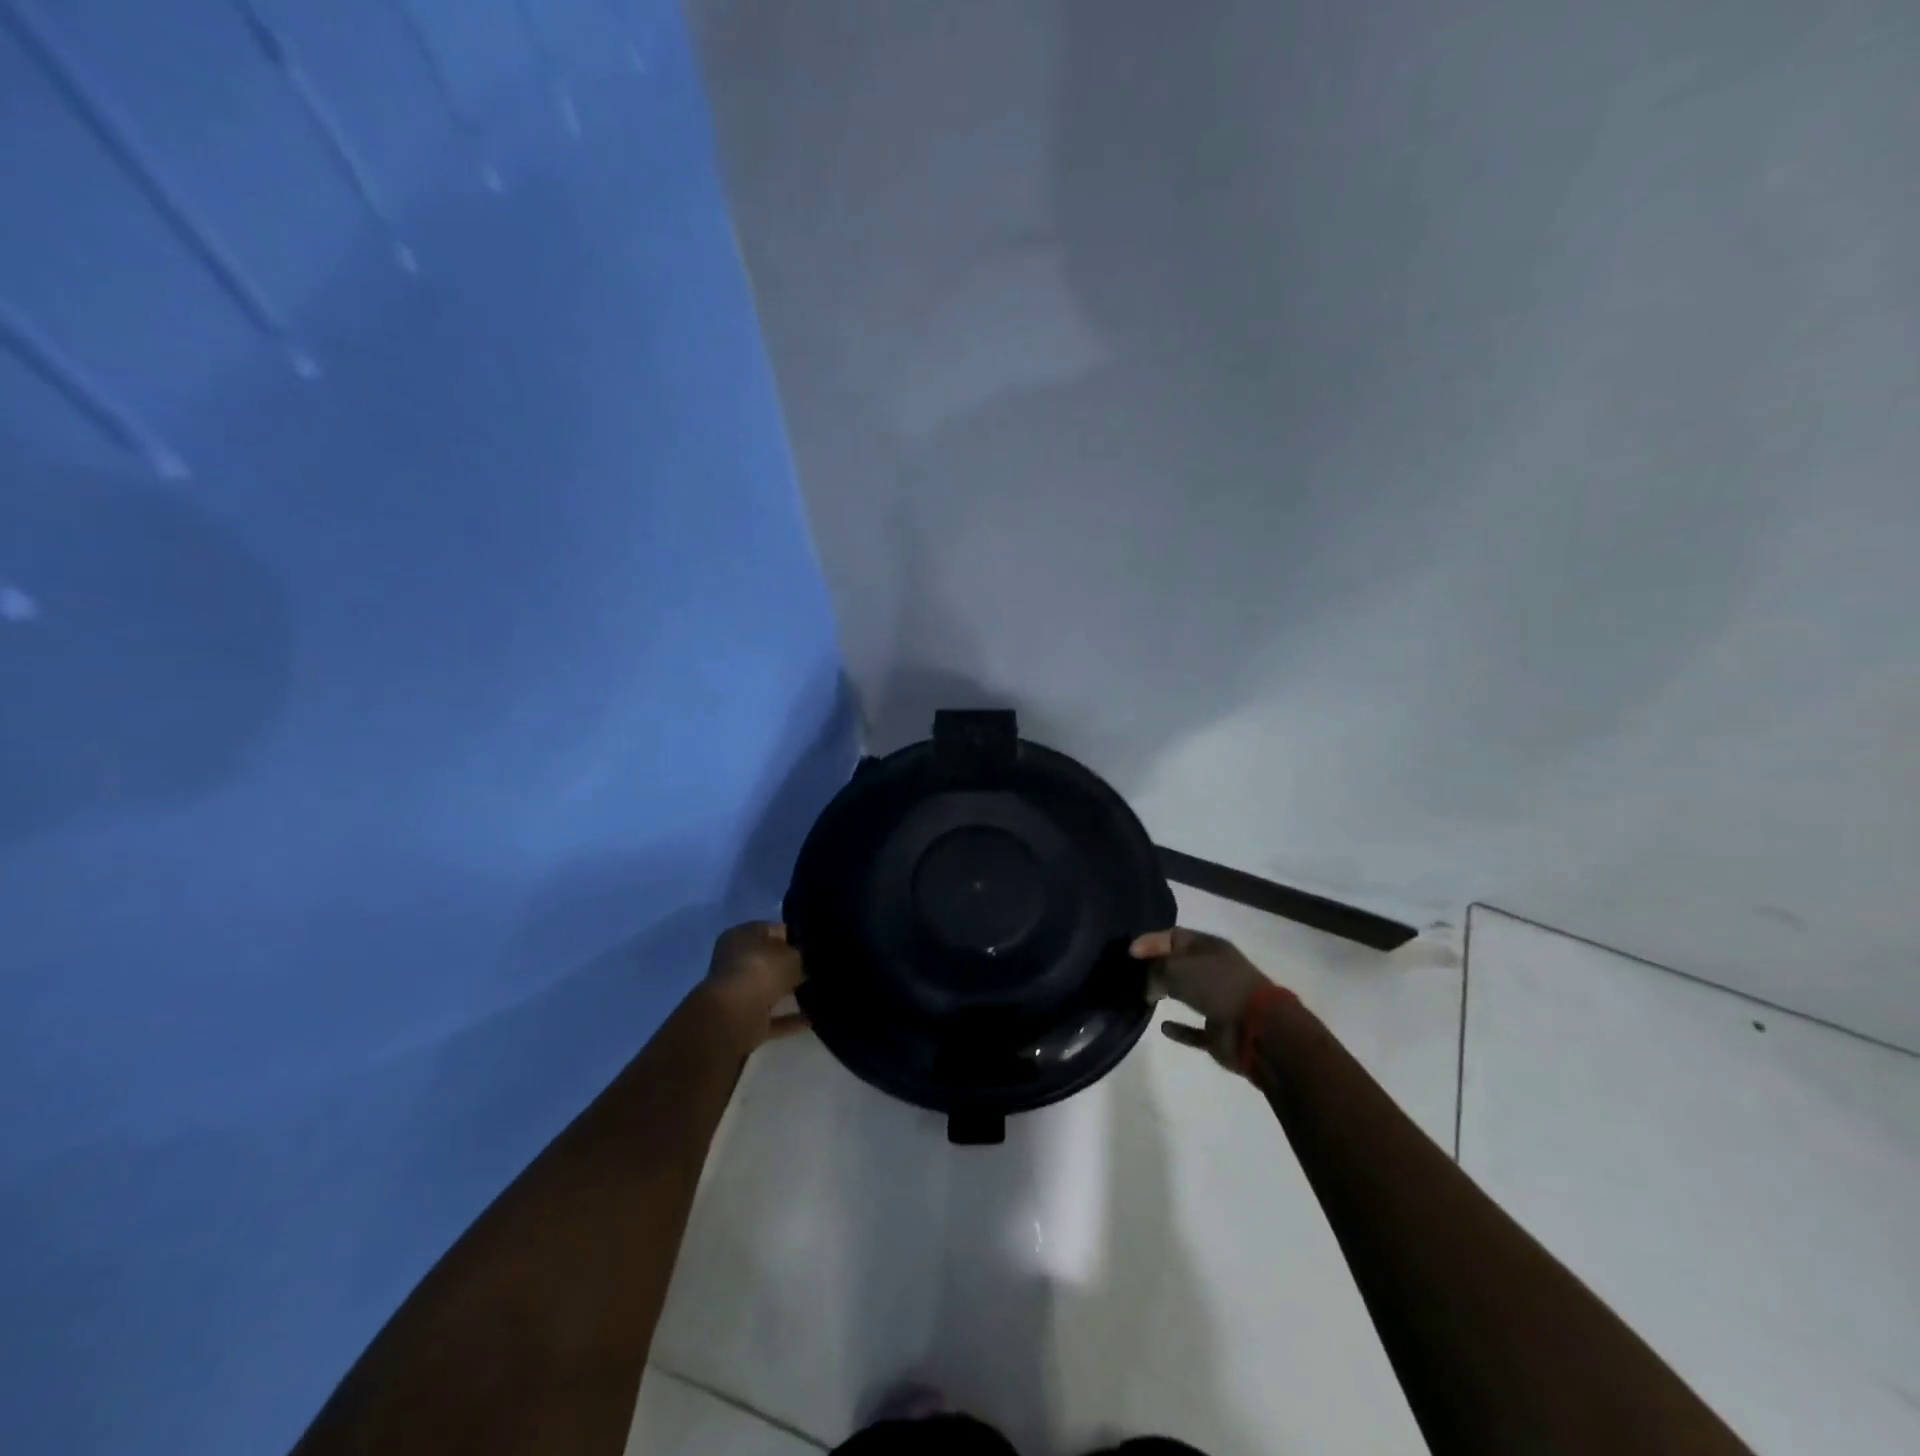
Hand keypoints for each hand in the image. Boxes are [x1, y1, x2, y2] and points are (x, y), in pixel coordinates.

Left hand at [698, 921, 808, 1053]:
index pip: (771, 930)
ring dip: (788, 993)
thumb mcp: (792, 956)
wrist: (735, 1016)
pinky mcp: (743, 1019)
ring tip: (817, 993)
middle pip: (767, 961)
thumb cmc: (762, 971)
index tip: (814, 945)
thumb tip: (803, 963)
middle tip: (816, 970)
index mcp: (741, 935)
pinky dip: (788, 1019)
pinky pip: (771, 1017)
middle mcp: (735, 961)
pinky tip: (812, 1018)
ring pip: (768, 989)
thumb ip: (800, 957)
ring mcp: (737, 992)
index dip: (793, 936)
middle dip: (790, 967)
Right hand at [1130, 926, 1281, 1070]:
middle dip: (1156, 968)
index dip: (1150, 942)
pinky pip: (1194, 1030)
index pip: (1173, 936)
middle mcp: (1214, 971)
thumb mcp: (1178, 968)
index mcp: (1209, 947)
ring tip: (1142, 997)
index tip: (1129, 954)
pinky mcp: (1219, 1032)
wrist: (1258, 1029)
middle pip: (1179, 964)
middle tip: (1131, 976)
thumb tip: (1147, 986)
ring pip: (1186, 994)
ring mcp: (1218, 1002)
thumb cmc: (1218, 986)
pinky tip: (1163, 1027)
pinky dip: (1180, 1029)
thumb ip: (1155, 971)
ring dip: (1166, 994)